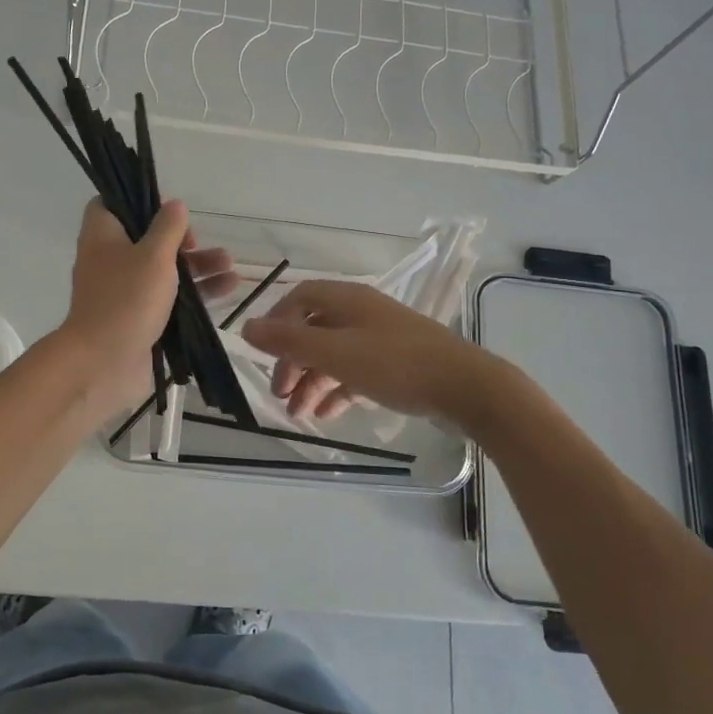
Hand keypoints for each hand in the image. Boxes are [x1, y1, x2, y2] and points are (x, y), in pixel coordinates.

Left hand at [55, 199, 235, 418]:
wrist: (104, 364)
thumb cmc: (126, 299)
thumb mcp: (153, 255)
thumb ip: (168, 228)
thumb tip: (174, 205)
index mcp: (103, 236)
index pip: (111, 204)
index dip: (138, 200)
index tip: (167, 208)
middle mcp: (111, 260)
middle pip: (146, 238)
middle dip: (180, 238)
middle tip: (199, 243)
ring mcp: (125, 291)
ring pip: (164, 269)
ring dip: (197, 264)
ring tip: (229, 264)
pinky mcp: (140, 318)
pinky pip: (170, 298)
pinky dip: (196, 292)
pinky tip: (229, 287)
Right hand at [243, 280, 499, 424]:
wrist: (466, 387)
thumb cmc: (395, 364)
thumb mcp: (335, 353)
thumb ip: (289, 342)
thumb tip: (245, 327)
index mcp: (346, 300)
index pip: (299, 299)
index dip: (276, 322)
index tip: (262, 353)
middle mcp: (361, 313)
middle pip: (314, 330)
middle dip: (293, 362)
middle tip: (280, 395)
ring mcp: (381, 338)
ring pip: (334, 354)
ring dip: (312, 381)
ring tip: (298, 414)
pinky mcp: (396, 363)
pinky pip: (356, 371)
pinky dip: (337, 389)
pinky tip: (327, 413)